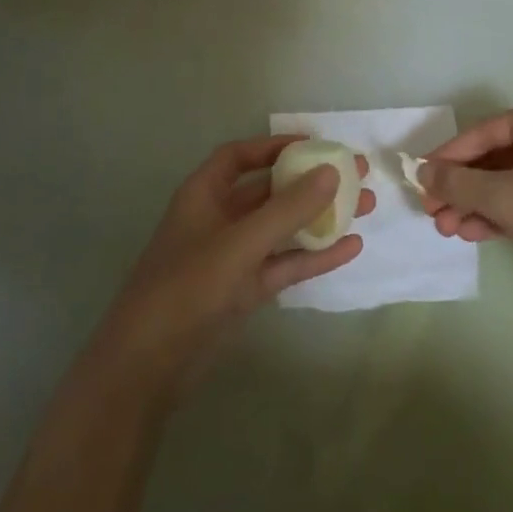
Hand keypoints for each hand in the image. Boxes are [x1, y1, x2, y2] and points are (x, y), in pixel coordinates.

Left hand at [98, 136, 373, 387]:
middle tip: (356, 174)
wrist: (147, 366)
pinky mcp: (244, 291)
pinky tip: (351, 249)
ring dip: (320, 217)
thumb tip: (331, 172)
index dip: (276, 145)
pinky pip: (284, 263)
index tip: (317, 145)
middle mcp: (219, 218)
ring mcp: (232, 256)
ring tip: (365, 207)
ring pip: (282, 227)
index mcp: (204, 194)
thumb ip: (286, 210)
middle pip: (269, 189)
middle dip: (310, 181)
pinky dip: (314, 256)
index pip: (240, 156)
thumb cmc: (186, 288)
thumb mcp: (239, 244)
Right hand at [421, 101, 512, 289]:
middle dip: (460, 188)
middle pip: (492, 158)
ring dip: (473, 204)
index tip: (419, 180)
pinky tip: (473, 233)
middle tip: (431, 213)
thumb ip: (458, 184)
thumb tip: (421, 172)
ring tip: (447, 229)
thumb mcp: (504, 197)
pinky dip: (497, 214)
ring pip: (505, 182)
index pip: (482, 133)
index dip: (447, 158)